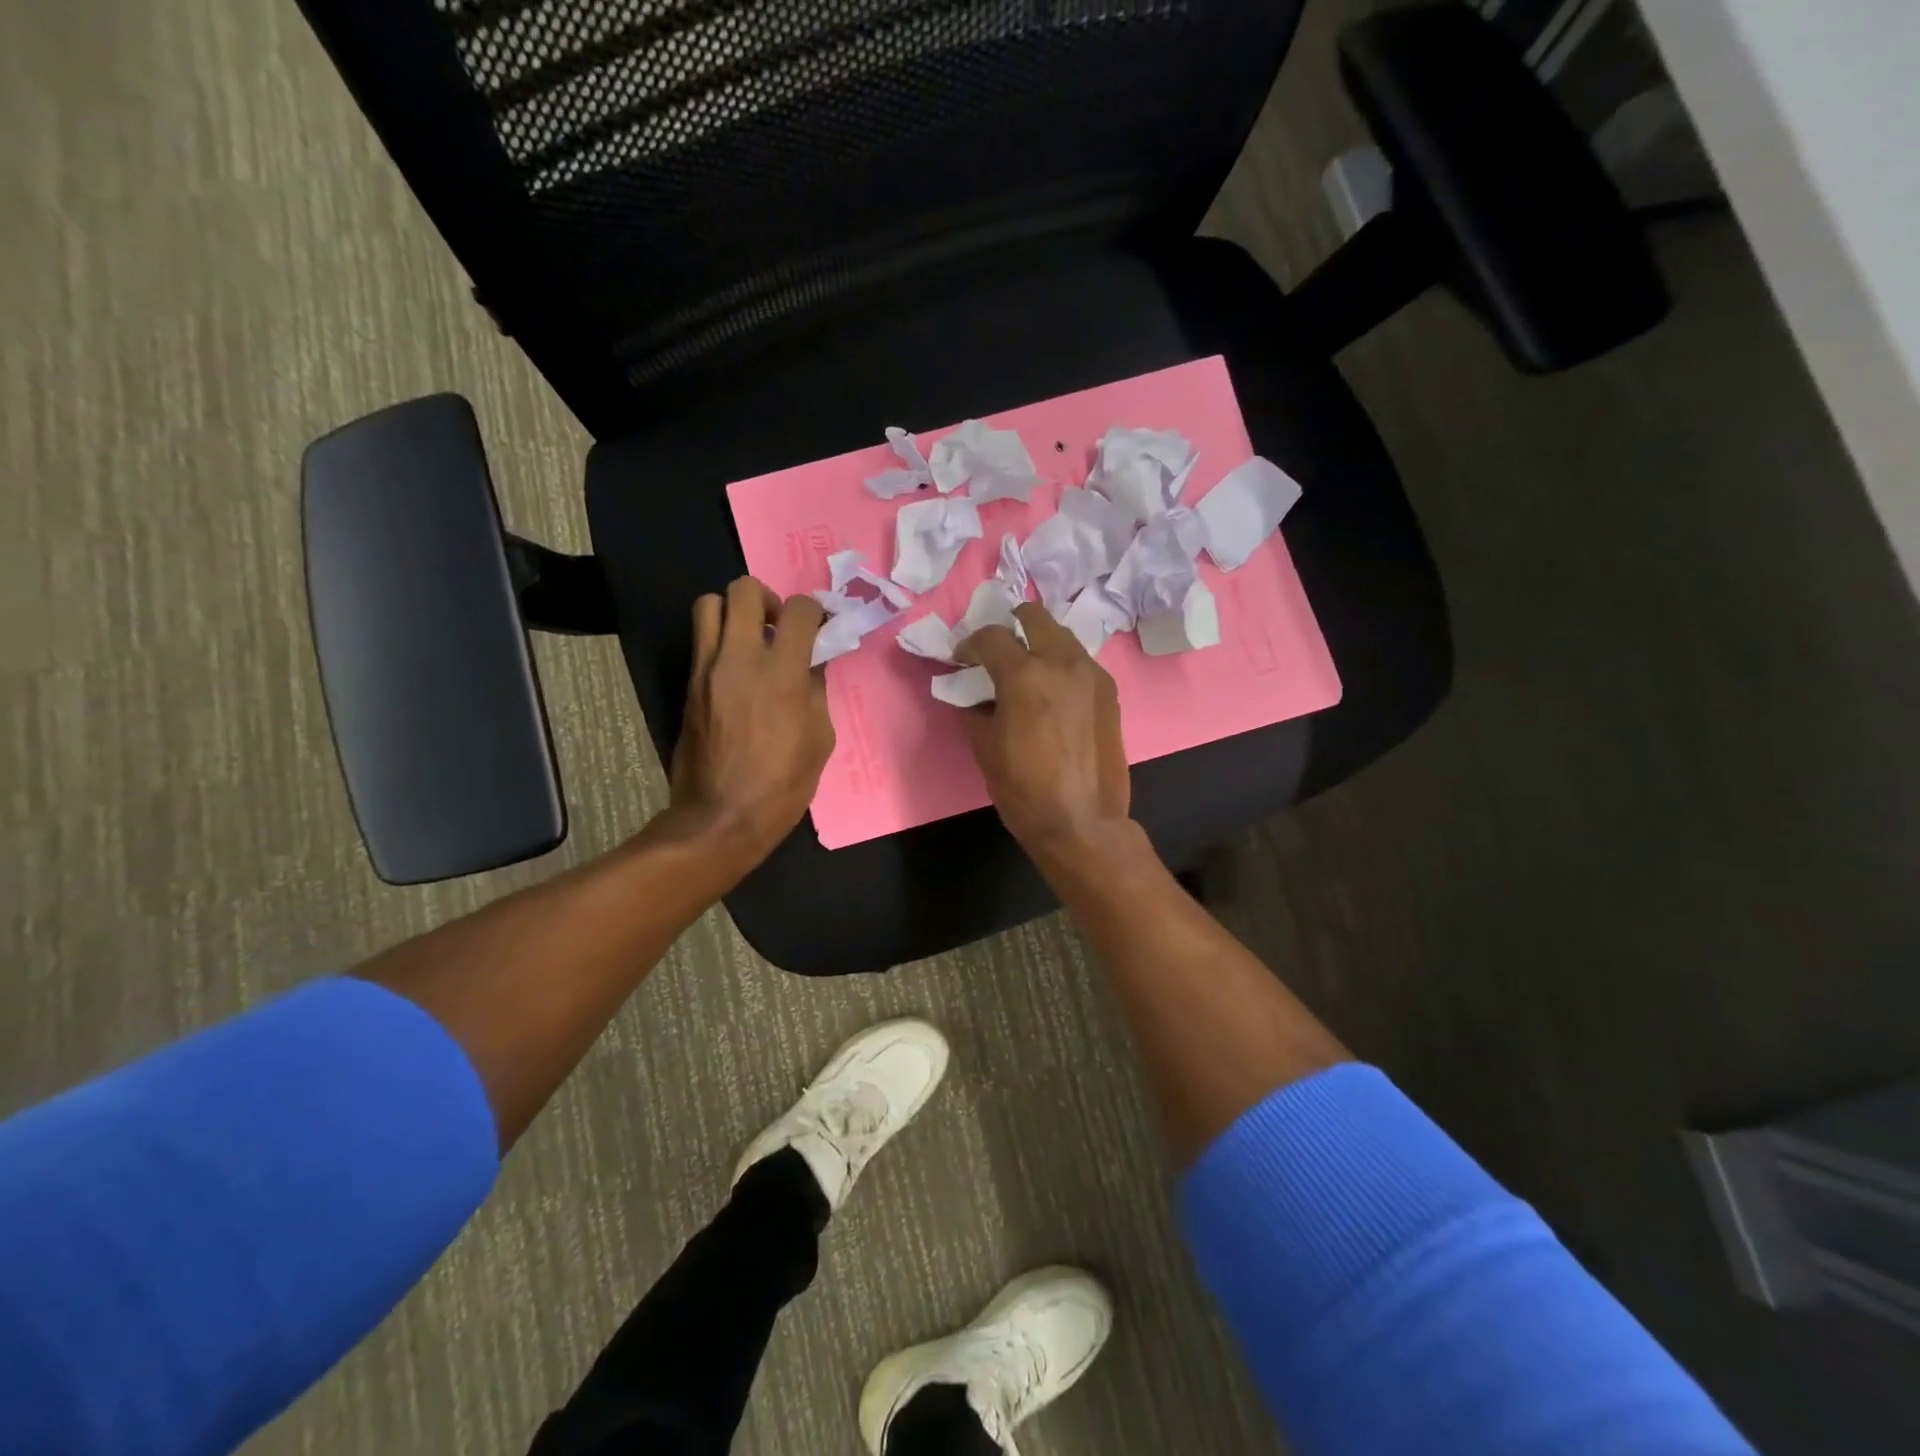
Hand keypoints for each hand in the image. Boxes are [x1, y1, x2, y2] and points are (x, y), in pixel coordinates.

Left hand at [669, 577, 833, 870]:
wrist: (720, 818)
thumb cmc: (782, 785)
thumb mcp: (820, 739)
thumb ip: (816, 691)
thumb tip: (811, 664)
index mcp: (782, 673)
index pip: (800, 610)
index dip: (815, 611)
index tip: (820, 627)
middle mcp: (740, 658)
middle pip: (744, 590)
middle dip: (768, 599)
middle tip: (779, 627)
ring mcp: (707, 669)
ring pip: (709, 605)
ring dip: (734, 612)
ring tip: (751, 640)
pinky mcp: (687, 685)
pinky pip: (701, 641)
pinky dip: (720, 641)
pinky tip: (736, 672)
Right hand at [956, 603, 1131, 860]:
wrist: (1082, 822)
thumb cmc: (1024, 789)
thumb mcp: (984, 747)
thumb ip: (975, 707)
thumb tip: (973, 692)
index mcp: (1025, 674)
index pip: (991, 636)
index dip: (969, 644)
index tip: (962, 660)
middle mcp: (1062, 662)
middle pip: (1034, 616)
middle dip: (1010, 626)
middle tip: (998, 653)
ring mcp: (1091, 673)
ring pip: (1061, 636)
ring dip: (1039, 644)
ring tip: (1026, 672)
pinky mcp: (1109, 691)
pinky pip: (1079, 662)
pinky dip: (1060, 665)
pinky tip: (1052, 694)